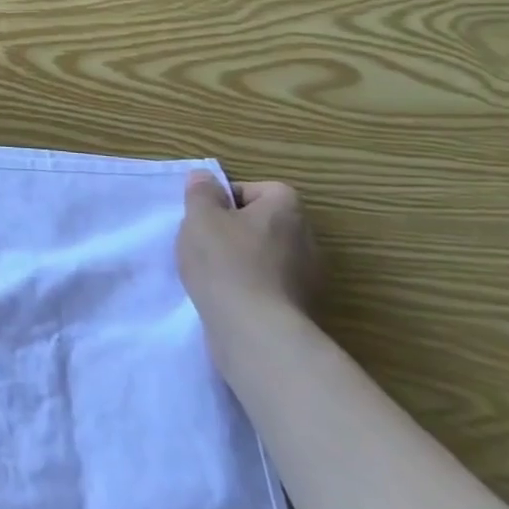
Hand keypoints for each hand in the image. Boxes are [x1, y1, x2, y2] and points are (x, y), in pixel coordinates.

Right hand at [176, 174, 320, 341]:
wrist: (255, 331)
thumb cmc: (226, 261)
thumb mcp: (200, 216)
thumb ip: (201, 192)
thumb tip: (206, 178)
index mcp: (287, 210)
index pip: (261, 189)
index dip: (230, 197)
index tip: (207, 214)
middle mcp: (307, 239)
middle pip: (264, 222)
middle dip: (235, 228)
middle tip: (205, 239)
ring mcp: (309, 277)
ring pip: (267, 254)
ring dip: (242, 258)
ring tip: (211, 270)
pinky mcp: (301, 307)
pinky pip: (270, 283)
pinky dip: (250, 285)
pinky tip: (226, 294)